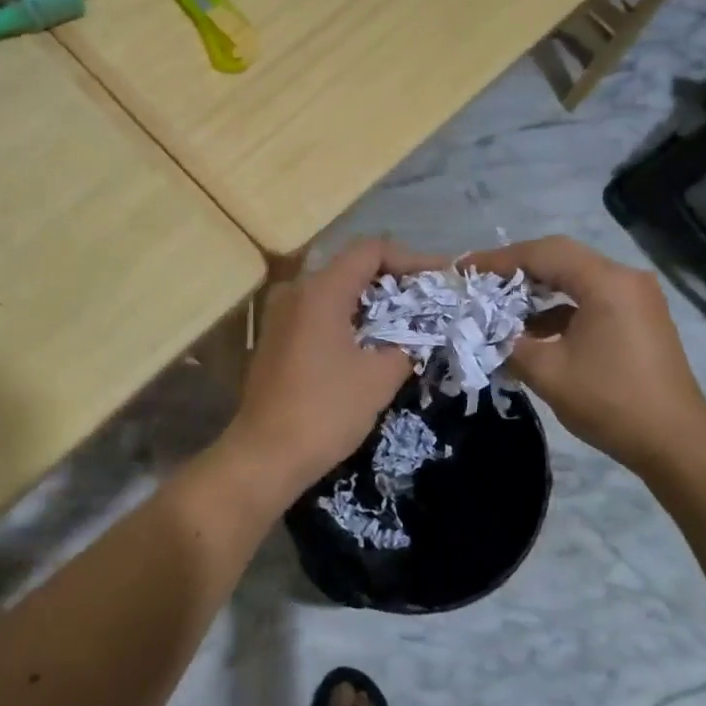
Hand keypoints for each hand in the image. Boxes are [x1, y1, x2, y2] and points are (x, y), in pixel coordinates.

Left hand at [224, 239, 413, 495]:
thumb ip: (406, 344)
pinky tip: (371, 340)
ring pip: (334, 290)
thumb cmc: (325, 410)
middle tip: (428, 300)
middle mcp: (296, 291)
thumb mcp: (379, 378)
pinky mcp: (275, 337)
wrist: (265, 454)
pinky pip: (318, 311)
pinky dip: (348, 317)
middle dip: (394, 280)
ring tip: (405, 321)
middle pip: (351, 266)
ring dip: (371, 301)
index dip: (410, 259)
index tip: (440, 279)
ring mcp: (280, 313)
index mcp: (321, 290)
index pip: (371, 250)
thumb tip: (418, 335)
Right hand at [465, 235, 705, 476]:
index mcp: (606, 282)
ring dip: (538, 291)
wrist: (676, 443)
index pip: (543, 253)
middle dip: (516, 270)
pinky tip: (533, 332)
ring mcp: (636, 299)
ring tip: (499, 306)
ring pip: (576, 279)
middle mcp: (625, 279)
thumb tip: (484, 331)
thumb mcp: (547, 373)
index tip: (465, 269)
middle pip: (561, 259)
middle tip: (479, 282)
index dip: (499, 259)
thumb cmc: (611, 402)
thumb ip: (509, 343)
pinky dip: (559, 310)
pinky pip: (591, 300)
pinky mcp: (638, 319)